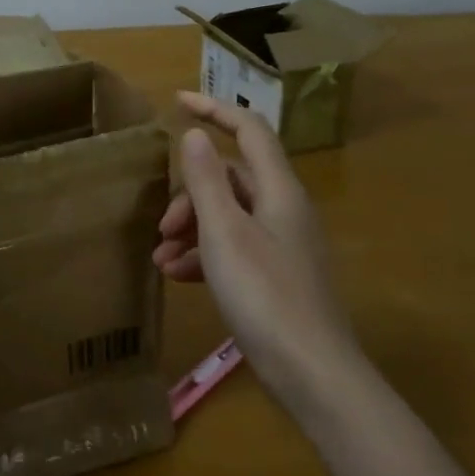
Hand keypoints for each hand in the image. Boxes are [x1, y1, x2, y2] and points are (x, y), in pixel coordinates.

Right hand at [154, 92, 360, 398]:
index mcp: (279, 191)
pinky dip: (205, 255)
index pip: (249, 131)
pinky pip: (234, 248)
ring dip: (192, 229)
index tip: (177, 101)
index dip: (215, 109)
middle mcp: (284, 210)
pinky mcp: (276, 275)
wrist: (312, 374)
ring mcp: (282, 244)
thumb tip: (196, 134)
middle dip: (189, 195)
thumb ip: (206, 181)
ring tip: (162, 259)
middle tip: (162, 226)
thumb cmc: (265, 296)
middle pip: (231, 179)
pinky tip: (179, 277)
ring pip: (228, 216)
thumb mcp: (224, 233)